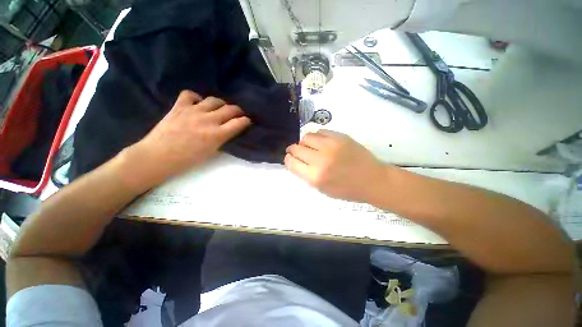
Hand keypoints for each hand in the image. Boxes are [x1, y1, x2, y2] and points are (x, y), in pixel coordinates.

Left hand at [123, 90, 250, 189]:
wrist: (159, 156)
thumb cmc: (188, 160)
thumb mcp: (211, 153)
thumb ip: (222, 139)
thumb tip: (228, 131)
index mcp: (217, 134)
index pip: (239, 123)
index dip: (246, 121)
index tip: (247, 121)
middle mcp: (208, 120)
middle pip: (230, 109)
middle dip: (238, 111)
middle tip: (238, 114)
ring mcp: (193, 111)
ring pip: (214, 100)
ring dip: (221, 104)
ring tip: (220, 108)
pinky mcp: (179, 106)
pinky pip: (190, 95)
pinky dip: (196, 98)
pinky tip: (198, 104)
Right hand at [285, 130, 387, 202]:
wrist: (372, 180)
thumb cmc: (346, 189)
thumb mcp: (322, 189)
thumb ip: (306, 175)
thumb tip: (295, 161)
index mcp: (315, 177)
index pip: (291, 162)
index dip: (288, 159)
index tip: (290, 158)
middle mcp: (320, 160)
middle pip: (296, 148)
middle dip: (293, 150)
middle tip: (297, 152)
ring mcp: (330, 145)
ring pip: (306, 137)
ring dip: (305, 142)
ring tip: (311, 147)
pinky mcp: (340, 136)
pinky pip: (320, 131)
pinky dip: (317, 137)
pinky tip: (322, 142)